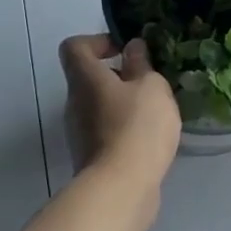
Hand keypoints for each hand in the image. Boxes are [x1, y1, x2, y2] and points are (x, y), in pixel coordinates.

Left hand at [60, 34, 179, 200]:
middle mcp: (74, 102)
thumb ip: (141, 64)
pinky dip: (124, 130)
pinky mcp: (90, 157)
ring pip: (100, 106)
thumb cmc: (137, 127)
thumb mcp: (151, 87)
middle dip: (120, 77)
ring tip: (156, 114)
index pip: (74, 46)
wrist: (121, 189)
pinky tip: (149, 140)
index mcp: (85, 78)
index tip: (124, 51)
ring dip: (125, 105)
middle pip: (89, 78)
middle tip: (150, 84)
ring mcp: (79, 132)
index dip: (98, 41)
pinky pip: (106, 131)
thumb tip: (132, 48)